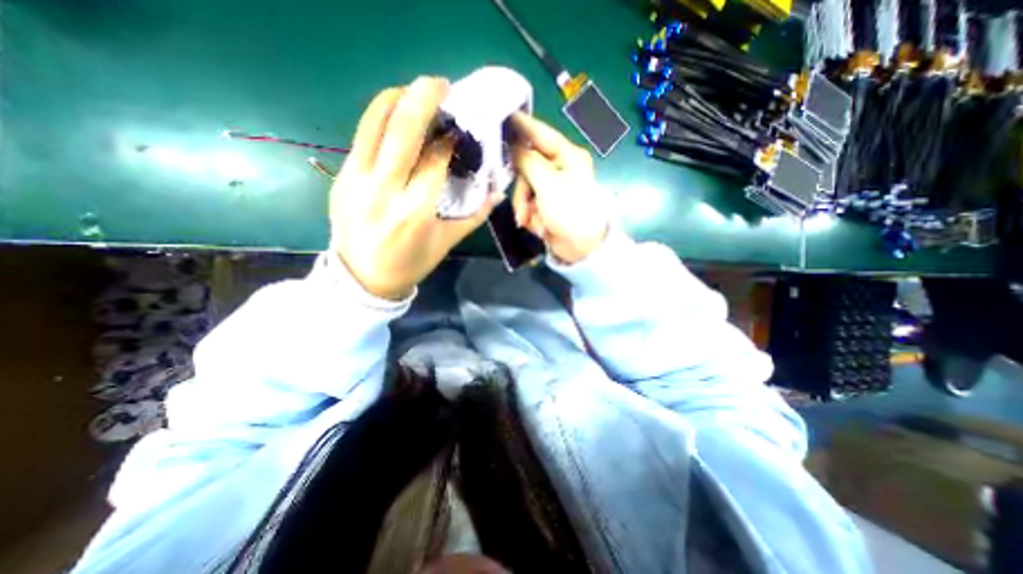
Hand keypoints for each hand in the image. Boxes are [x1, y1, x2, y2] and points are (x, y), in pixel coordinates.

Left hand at [330, 76, 502, 300]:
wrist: (362, 279)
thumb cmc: (410, 264)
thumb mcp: (445, 243)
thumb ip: (474, 217)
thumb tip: (496, 193)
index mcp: (416, 211)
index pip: (435, 160)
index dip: (450, 140)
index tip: (461, 129)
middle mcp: (385, 190)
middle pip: (403, 132)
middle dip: (423, 99)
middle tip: (441, 84)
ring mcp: (357, 180)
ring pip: (374, 125)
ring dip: (396, 99)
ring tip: (414, 92)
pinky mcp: (342, 177)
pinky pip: (362, 138)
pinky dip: (379, 119)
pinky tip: (393, 116)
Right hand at [510, 109, 605, 264]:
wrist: (581, 249)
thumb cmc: (570, 211)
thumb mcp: (548, 183)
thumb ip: (528, 161)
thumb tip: (513, 145)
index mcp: (567, 156)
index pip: (541, 133)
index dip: (522, 124)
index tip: (502, 114)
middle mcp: (560, 168)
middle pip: (527, 166)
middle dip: (522, 189)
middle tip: (521, 207)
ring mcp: (553, 187)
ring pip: (525, 187)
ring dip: (525, 206)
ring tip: (529, 221)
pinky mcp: (547, 204)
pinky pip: (529, 203)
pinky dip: (530, 215)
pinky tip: (539, 227)